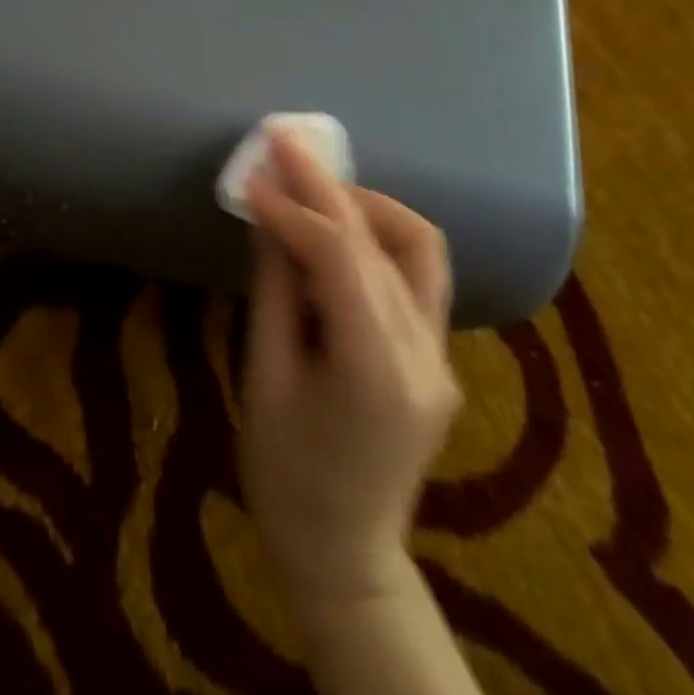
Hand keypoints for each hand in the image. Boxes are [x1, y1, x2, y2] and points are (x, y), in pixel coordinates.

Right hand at [240, 131, 460, 615]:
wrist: (343, 551)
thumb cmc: (284, 473)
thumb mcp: (264, 378)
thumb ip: (272, 289)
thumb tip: (266, 214)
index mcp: (377, 371)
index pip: (340, 259)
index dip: (292, 210)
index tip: (252, 178)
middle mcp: (425, 355)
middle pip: (380, 243)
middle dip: (326, 186)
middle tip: (283, 143)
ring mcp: (442, 356)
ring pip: (417, 247)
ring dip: (364, 204)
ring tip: (313, 184)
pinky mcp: (438, 355)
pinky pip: (416, 274)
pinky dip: (376, 236)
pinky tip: (337, 227)